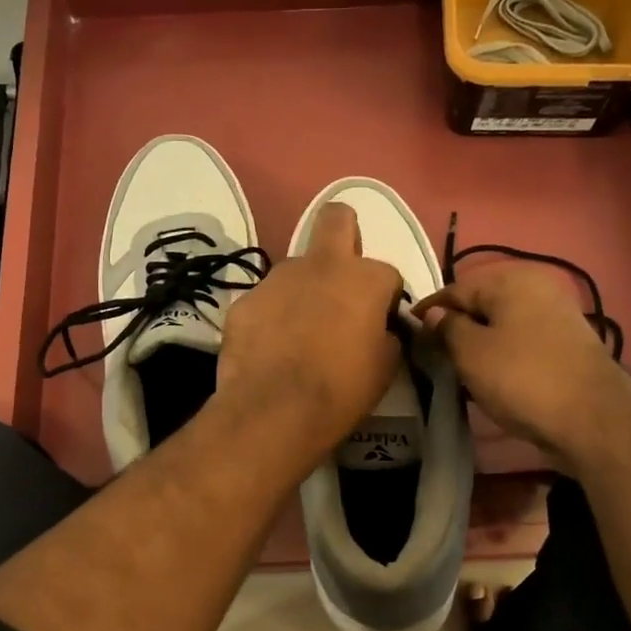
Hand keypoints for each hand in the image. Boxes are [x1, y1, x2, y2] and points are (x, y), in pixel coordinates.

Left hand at [216, 203, 402, 461]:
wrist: (274, 411)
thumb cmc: (341, 390)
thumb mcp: (384, 367)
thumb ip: (386, 335)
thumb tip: (379, 329)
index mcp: (364, 278)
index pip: (387, 274)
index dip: (385, 299)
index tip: (379, 325)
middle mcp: (320, 265)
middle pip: (336, 219)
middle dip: (345, 234)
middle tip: (341, 278)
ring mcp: (275, 279)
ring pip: (295, 270)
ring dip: (302, 291)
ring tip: (297, 334)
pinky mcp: (243, 302)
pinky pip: (264, 302)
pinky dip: (270, 318)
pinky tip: (269, 349)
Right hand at [415, 262, 629, 461]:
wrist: (591, 418)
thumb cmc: (521, 378)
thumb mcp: (471, 352)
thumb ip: (446, 328)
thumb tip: (434, 314)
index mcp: (511, 279)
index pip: (455, 290)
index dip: (428, 311)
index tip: (407, 332)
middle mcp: (537, 286)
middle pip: (481, 304)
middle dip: (455, 326)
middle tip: (430, 353)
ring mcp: (556, 314)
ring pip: (502, 323)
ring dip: (478, 342)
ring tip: (456, 367)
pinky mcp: (566, 342)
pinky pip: (521, 340)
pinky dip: (502, 353)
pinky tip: (490, 375)